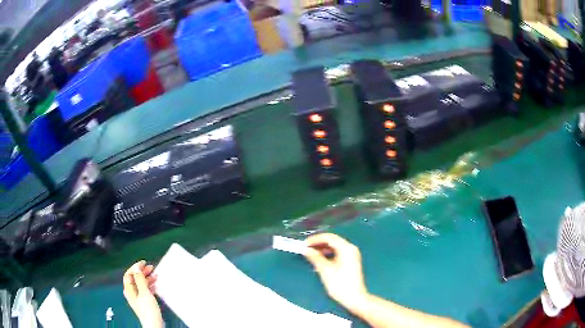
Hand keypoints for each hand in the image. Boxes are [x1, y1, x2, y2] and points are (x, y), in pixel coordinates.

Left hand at [123, 261, 162, 327]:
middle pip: (135, 278)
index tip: (144, 263)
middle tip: (151, 268)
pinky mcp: (144, 302)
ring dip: (147, 278)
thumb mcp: (144, 292)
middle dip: (142, 272)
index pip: (129, 273)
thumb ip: (140, 279)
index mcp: (129, 289)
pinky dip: (150, 285)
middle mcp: (132, 292)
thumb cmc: (148, 311)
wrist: (154, 324)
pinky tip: (155, 285)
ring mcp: (138, 297)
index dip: (136, 267)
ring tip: (155, 275)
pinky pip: (145, 290)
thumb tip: (137, 267)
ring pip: (141, 284)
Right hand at [303, 233, 368, 313]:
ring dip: (322, 249)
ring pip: (335, 247)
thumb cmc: (340, 284)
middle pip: (333, 240)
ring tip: (310, 254)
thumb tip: (306, 249)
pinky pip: (338, 252)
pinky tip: (320, 259)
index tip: (303, 244)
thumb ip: (315, 257)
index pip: (329, 237)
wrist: (354, 298)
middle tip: (305, 249)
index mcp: (346, 248)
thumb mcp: (325, 270)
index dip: (315, 239)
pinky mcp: (351, 261)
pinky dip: (328, 254)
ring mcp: (352, 255)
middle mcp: (350, 248)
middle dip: (318, 243)